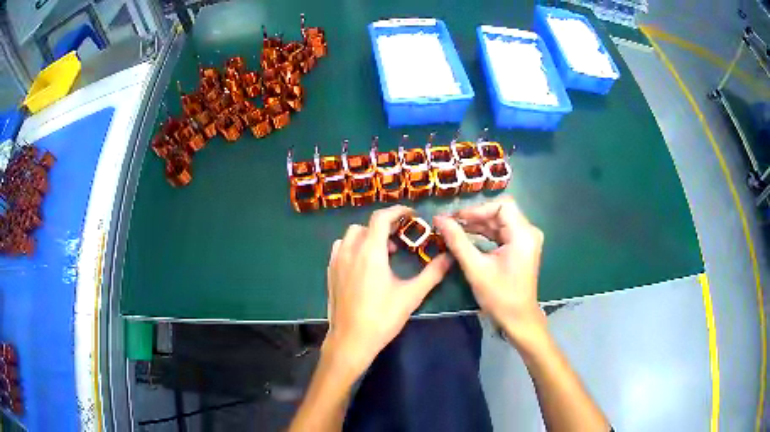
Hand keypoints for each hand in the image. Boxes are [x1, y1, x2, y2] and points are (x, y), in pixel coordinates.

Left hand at [324, 205, 452, 374]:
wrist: (351, 340)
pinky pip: (341, 249)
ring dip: (368, 237)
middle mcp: (350, 251)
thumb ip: (432, 273)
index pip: (381, 218)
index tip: (411, 214)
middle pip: (366, 225)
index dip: (397, 211)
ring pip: (351, 236)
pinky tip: (363, 265)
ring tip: (382, 254)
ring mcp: (336, 261)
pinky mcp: (330, 273)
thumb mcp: (411, 295)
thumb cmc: (382, 317)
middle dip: (384, 227)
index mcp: (370, 252)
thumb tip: (450, 257)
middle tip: (400, 242)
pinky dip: (354, 247)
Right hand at [434, 197, 545, 345]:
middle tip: (452, 222)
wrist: (518, 318)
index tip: (456, 218)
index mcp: (523, 234)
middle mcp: (528, 232)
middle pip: (501, 211)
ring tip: (455, 228)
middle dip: (475, 215)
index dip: (477, 209)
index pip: (502, 206)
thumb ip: (457, 241)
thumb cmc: (499, 296)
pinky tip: (468, 236)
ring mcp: (526, 239)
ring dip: (479, 224)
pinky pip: (503, 232)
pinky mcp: (522, 247)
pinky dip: (486, 233)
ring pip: (500, 221)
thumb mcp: (475, 268)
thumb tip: (439, 219)